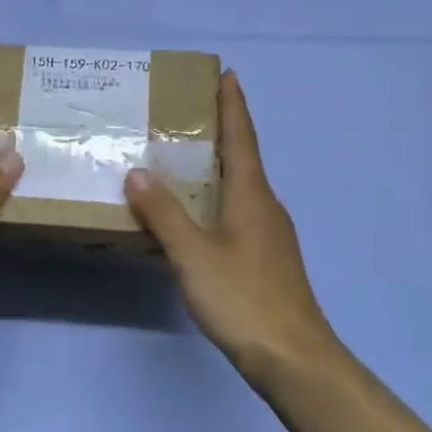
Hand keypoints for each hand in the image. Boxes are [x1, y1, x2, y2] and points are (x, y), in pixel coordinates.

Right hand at [123, 71, 338, 388]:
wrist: (293, 357)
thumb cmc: (243, 298)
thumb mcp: (192, 254)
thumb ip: (164, 213)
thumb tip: (138, 172)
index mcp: (252, 196)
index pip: (242, 137)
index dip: (233, 105)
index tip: (227, 74)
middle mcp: (266, 206)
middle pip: (244, 158)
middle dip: (221, 131)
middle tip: (189, 113)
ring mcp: (270, 234)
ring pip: (241, 188)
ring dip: (218, 166)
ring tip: (184, 159)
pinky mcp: (267, 258)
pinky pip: (239, 213)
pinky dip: (217, 199)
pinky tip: (196, 215)